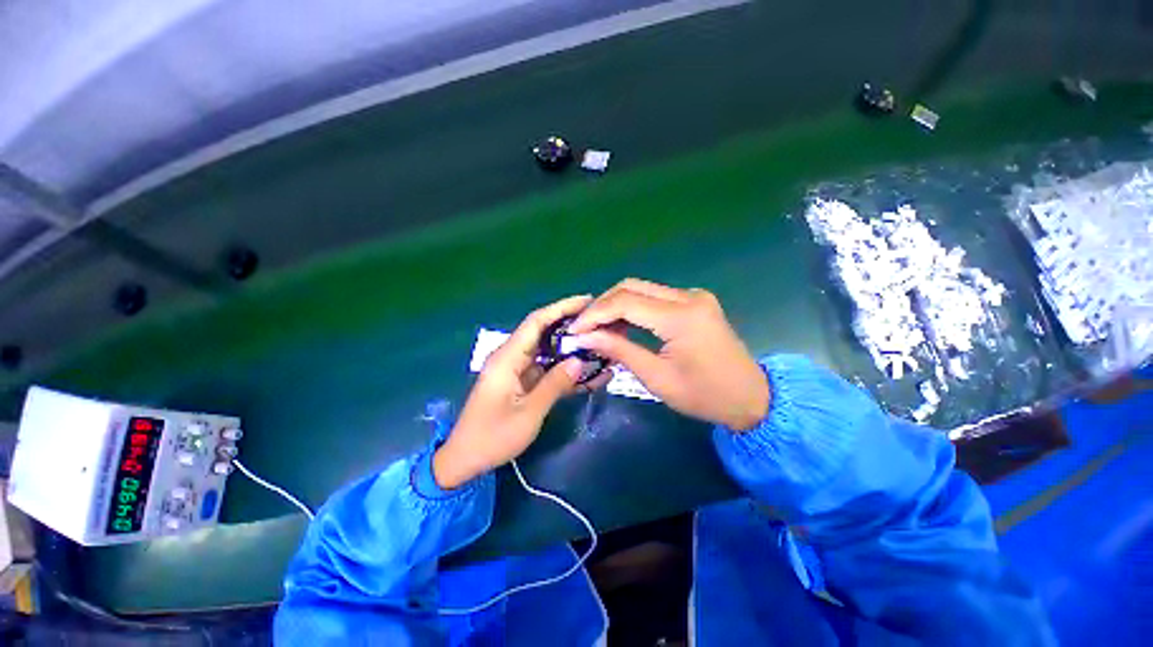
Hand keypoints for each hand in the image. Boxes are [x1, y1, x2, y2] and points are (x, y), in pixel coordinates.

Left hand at [433, 295, 609, 488]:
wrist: (465, 460)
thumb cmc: (493, 437)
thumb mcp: (528, 413)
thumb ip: (554, 384)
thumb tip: (579, 360)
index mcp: (507, 358)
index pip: (536, 322)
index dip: (561, 308)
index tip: (586, 301)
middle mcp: (511, 357)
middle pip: (542, 332)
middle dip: (569, 324)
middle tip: (598, 322)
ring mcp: (516, 370)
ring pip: (546, 350)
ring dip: (569, 346)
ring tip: (598, 342)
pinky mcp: (520, 382)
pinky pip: (545, 368)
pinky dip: (563, 368)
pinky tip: (586, 371)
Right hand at [568, 279, 769, 431]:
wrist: (751, 397)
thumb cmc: (704, 395)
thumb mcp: (657, 378)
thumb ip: (619, 351)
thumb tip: (585, 337)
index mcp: (680, 317)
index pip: (625, 302)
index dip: (595, 314)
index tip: (575, 330)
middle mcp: (688, 297)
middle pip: (631, 287)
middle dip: (602, 305)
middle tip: (584, 327)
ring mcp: (693, 296)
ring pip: (642, 289)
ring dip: (616, 305)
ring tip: (598, 328)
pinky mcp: (695, 301)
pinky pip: (655, 297)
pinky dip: (634, 308)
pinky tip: (622, 324)